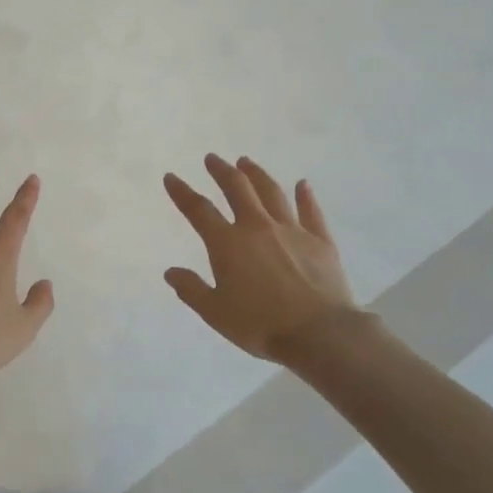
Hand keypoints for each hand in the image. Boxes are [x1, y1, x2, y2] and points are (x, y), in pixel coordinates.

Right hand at [163, 154, 360, 362]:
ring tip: (246, 162)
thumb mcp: (215, 313)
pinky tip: (302, 184)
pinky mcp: (320, 241)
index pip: (199, 210)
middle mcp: (257, 227)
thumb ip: (191, 290)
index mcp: (228, 244)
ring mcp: (292, 231)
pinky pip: (311, 212)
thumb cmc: (260, 325)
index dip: (182, 192)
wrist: (319, 333)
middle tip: (212, 159)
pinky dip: (305, 196)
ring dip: (256, 175)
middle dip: (221, 171)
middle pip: (237, 189)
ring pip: (271, 193)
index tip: (171, 177)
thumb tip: (171, 272)